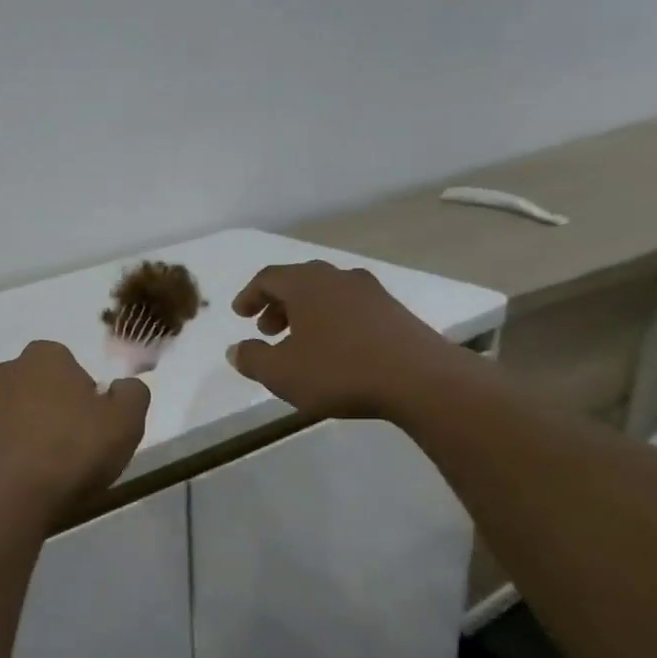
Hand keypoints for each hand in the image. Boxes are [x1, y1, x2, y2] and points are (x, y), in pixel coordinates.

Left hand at [0, 341, 150, 519]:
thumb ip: (133, 393)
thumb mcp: (127, 419)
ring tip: (61, 466)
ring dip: (43, 431)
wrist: (14, 498)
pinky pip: (12, 440)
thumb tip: (124, 387)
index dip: (91, 395)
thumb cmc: (74, 449)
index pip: (75, 366)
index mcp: (44, 354)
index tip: (98, 423)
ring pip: (28, 414)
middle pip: (49, 388)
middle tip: (83, 443)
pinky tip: (39, 477)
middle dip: (63, 409)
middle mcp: (9, 371)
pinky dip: (25, 453)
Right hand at [228, 261, 478, 419]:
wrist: (420, 379)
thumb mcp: (281, 373)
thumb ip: (252, 359)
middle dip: (278, 304)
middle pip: (299, 282)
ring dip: (306, 313)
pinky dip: (333, 321)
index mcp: (306, 284)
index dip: (250, 295)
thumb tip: (235, 350)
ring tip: (300, 343)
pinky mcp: (394, 311)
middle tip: (268, 330)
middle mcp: (337, 278)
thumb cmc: (339, 371)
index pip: (268, 278)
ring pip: (327, 294)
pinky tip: (335, 349)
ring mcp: (370, 292)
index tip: (240, 315)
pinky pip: (351, 308)